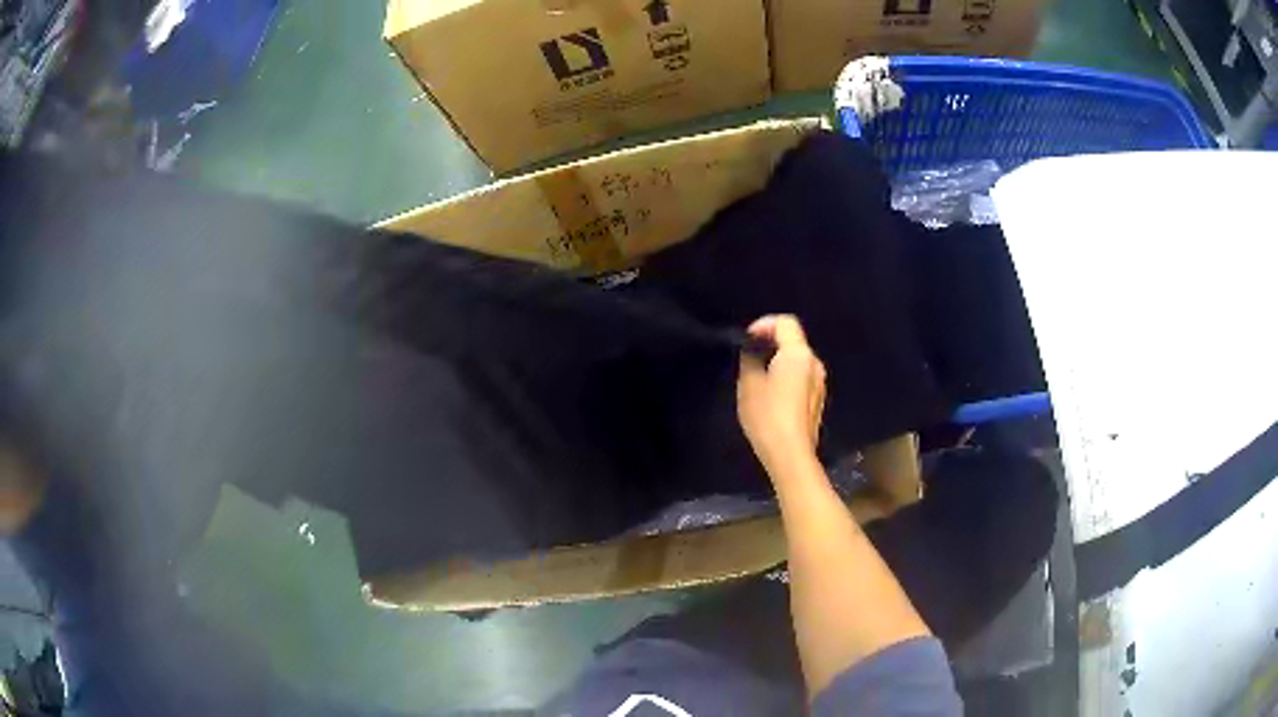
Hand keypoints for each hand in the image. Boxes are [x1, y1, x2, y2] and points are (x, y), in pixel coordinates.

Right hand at [737, 315, 826, 476]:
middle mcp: (814, 363)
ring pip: (797, 359)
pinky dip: (786, 375)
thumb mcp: (749, 384)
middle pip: (793, 340)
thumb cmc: (768, 416)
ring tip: (757, 375)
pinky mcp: (818, 399)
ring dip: (778, 360)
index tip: (746, 340)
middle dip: (770, 342)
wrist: (791, 454)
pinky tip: (771, 394)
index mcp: (799, 354)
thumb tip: (753, 350)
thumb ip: (750, 359)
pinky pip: (801, 376)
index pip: (785, 322)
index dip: (764, 324)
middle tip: (748, 357)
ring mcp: (820, 383)